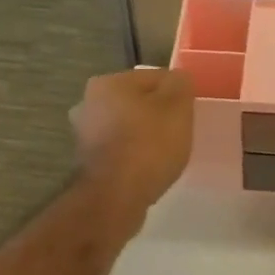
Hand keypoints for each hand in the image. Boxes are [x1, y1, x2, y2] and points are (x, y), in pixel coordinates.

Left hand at [72, 68, 195, 227]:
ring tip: (166, 152)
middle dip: (158, 113)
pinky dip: (134, 154)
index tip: (190, 112)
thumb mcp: (177, 107)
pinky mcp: (88, 161)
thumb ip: (180, 84)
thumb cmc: (149, 145)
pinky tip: (148, 167)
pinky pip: (120, 149)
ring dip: (145, 134)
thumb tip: (178, 79)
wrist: (115, 197)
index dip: (177, 93)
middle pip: (138, 101)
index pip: (155, 77)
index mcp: (109, 82)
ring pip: (128, 125)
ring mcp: (84, 133)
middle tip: (180, 131)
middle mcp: (89, 102)